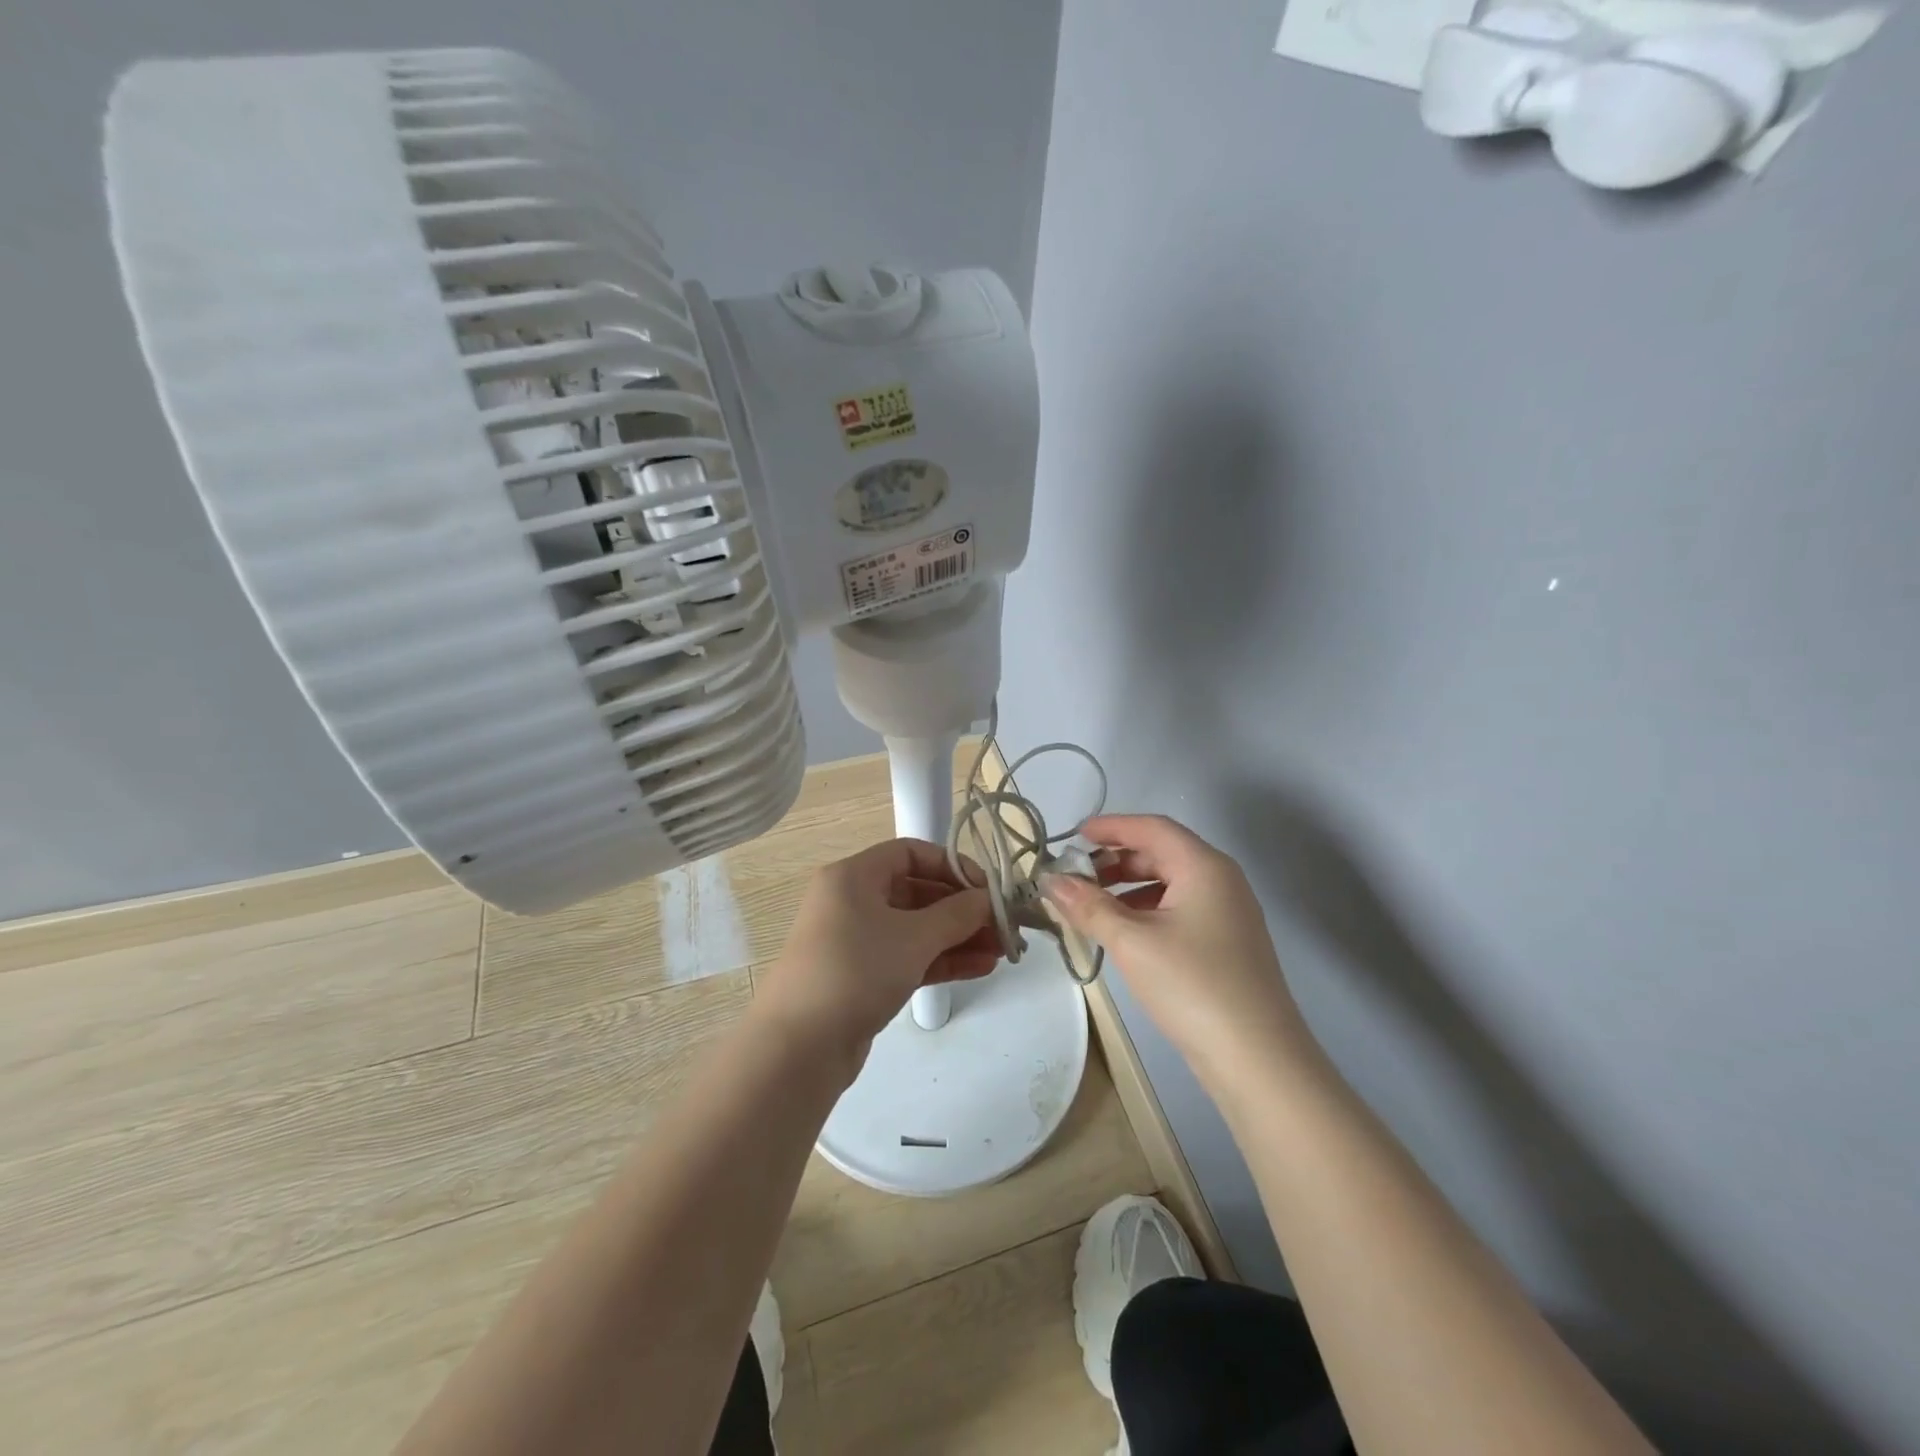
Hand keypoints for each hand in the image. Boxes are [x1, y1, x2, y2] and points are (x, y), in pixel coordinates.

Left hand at [755, 838, 999, 1068]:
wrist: (798, 1047)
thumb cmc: (856, 971)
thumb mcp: (914, 937)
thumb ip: (958, 914)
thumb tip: (988, 900)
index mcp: (854, 876)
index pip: (911, 853)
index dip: (953, 866)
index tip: (987, 889)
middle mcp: (852, 901)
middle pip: (917, 892)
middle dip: (962, 909)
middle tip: (1002, 926)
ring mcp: (856, 941)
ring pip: (916, 929)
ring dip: (958, 937)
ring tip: (1001, 952)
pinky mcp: (862, 977)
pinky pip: (908, 957)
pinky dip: (941, 959)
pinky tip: (980, 968)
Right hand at [1042, 814, 1320, 1087]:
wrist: (1257, 1058)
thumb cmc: (1192, 985)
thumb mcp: (1132, 942)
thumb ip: (1088, 906)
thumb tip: (1050, 880)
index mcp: (1204, 866)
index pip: (1152, 828)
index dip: (1111, 826)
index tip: (1073, 835)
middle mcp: (1221, 880)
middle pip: (1162, 853)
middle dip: (1115, 859)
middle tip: (1076, 875)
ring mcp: (1228, 913)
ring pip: (1170, 883)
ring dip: (1128, 887)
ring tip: (1091, 905)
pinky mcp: (1227, 943)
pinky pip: (1180, 909)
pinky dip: (1147, 910)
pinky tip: (1123, 933)